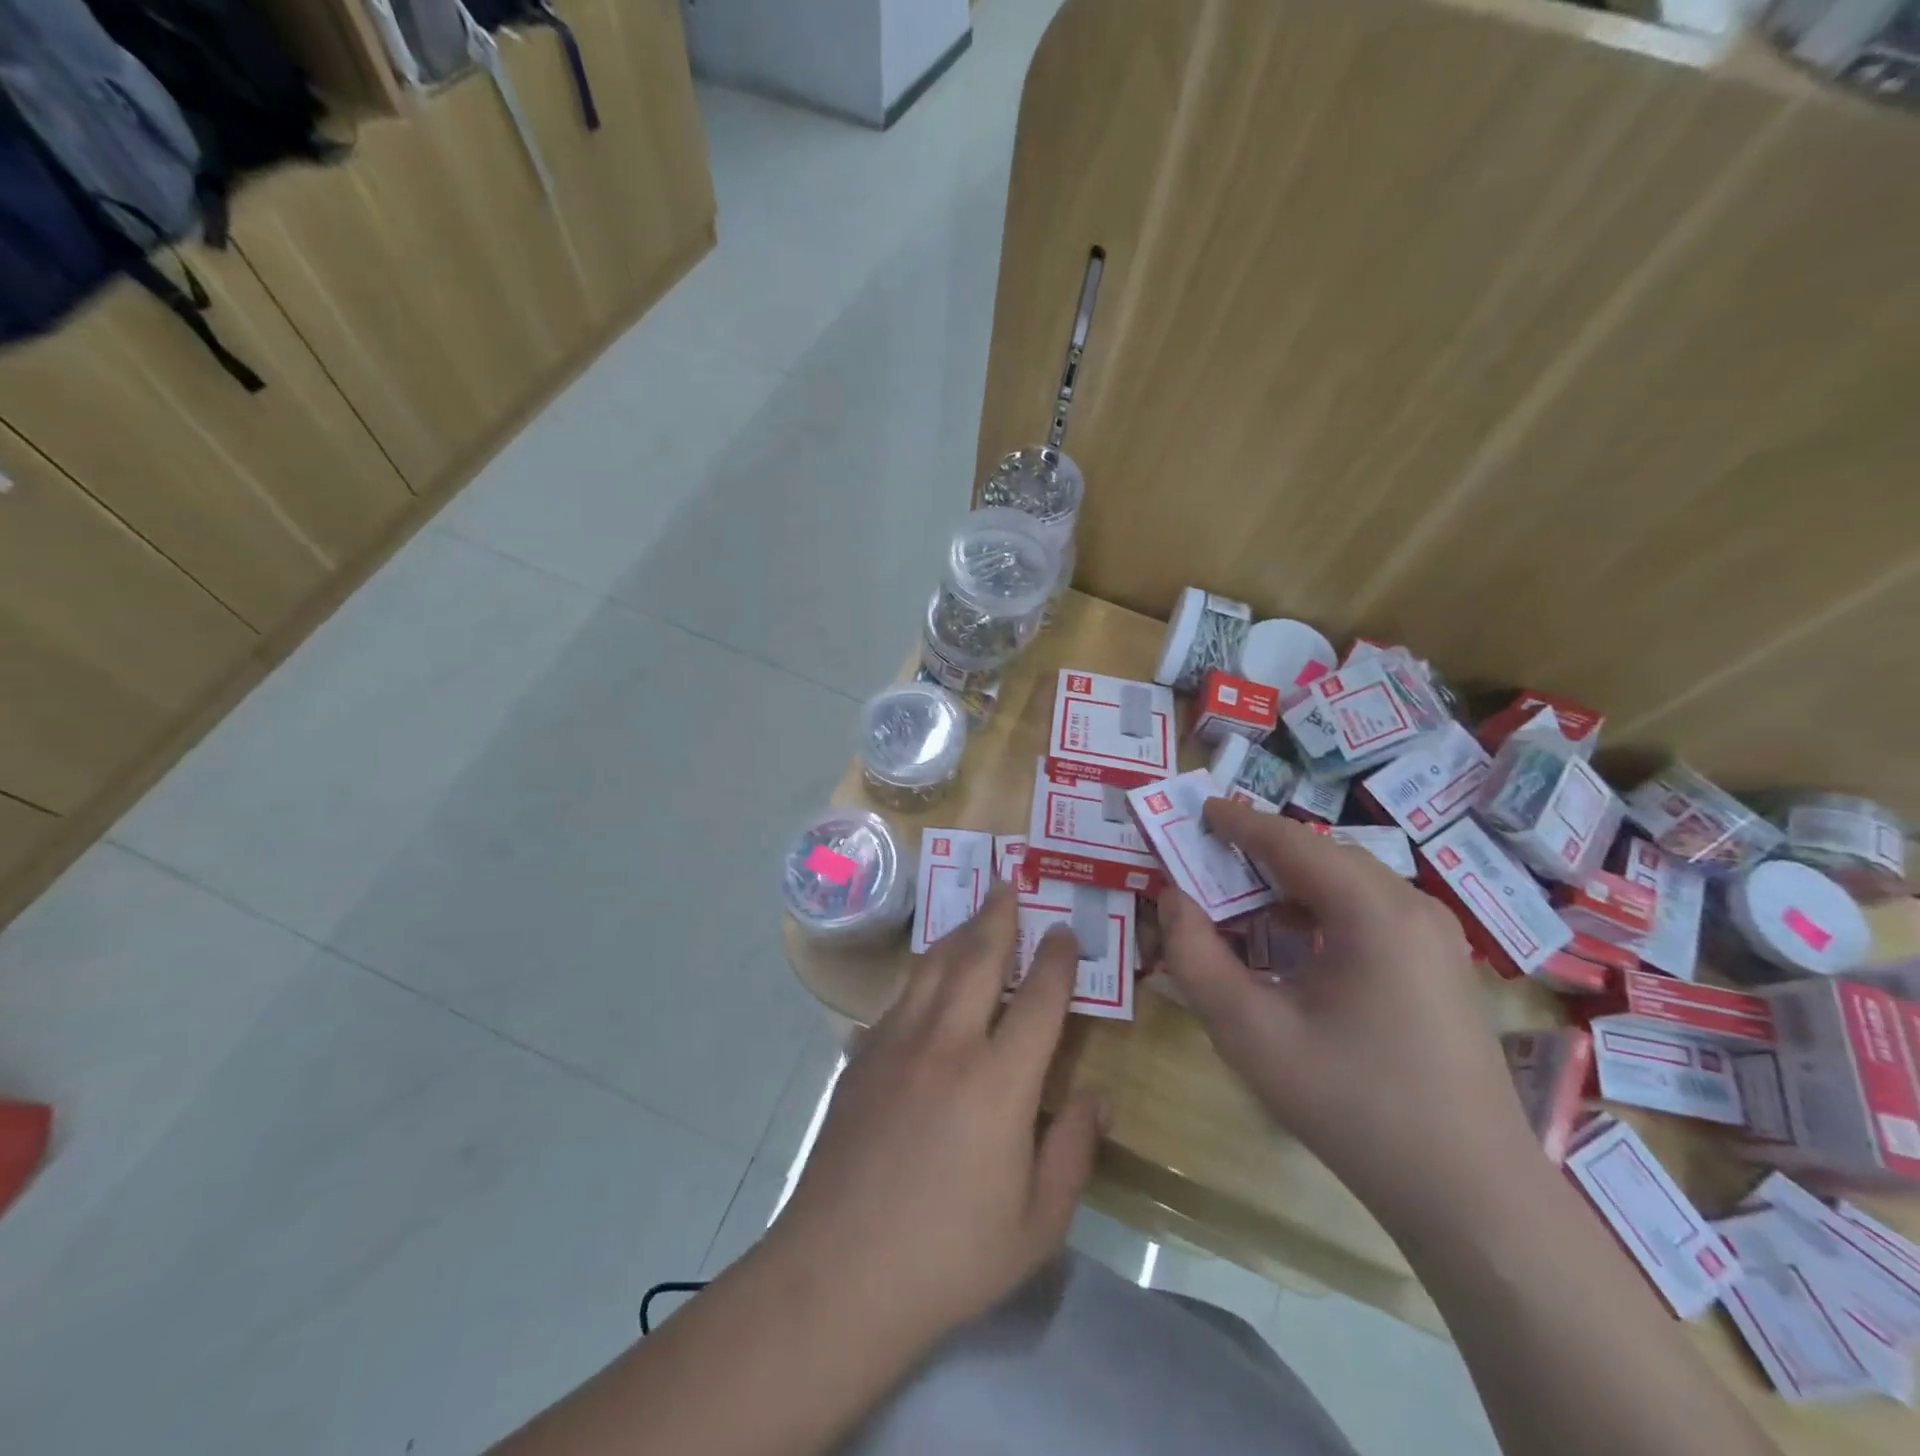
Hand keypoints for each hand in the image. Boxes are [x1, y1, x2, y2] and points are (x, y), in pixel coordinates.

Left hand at [767, 883, 1106, 1352]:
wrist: (837, 1273)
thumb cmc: (949, 1256)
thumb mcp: (1037, 1223)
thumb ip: (1073, 1151)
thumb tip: (1096, 1097)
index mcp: (999, 1081)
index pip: (1039, 999)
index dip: (1057, 958)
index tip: (1065, 929)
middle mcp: (947, 1044)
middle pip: (978, 958)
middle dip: (999, 915)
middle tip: (1010, 883)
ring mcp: (897, 1044)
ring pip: (933, 967)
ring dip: (958, 933)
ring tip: (975, 912)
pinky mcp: (862, 1057)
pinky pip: (901, 998)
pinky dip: (924, 974)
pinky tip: (929, 978)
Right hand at [1159, 801, 1539, 1223]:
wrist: (1470, 1196)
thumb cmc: (1352, 1105)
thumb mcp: (1249, 1032)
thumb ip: (1196, 957)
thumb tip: (1172, 899)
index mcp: (1374, 912)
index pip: (1292, 841)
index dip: (1239, 822)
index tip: (1198, 809)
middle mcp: (1413, 908)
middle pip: (1323, 856)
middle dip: (1261, 850)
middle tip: (1206, 856)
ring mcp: (1436, 938)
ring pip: (1348, 883)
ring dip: (1289, 880)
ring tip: (1238, 895)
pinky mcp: (1440, 967)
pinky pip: (1370, 913)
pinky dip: (1320, 909)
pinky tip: (1290, 940)